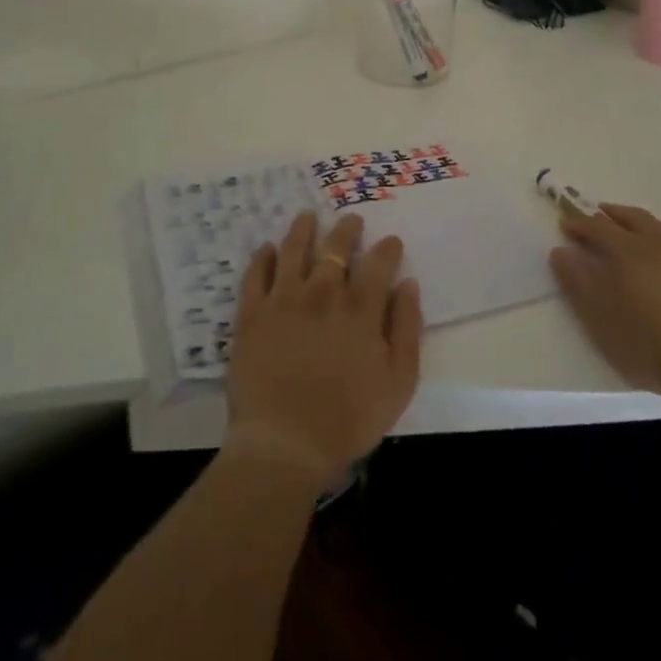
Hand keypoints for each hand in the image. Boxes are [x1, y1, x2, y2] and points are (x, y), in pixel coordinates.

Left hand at [225, 211, 422, 483]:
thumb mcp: (398, 382)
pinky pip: (256, 274)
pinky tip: (267, 248)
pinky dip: (263, 257)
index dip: (387, 249)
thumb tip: (408, 284)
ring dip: (303, 229)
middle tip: (351, 220)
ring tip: (307, 216)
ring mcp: (284, 300)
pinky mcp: (252, 314)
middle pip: (335, 248)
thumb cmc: (348, 420)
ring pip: (293, 250)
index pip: (378, 264)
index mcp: (360, 309)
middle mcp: (323, 293)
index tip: (391, 241)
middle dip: (347, 230)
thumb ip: (406, 328)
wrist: (284, 444)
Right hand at [550, 201, 660, 408]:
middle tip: (596, 215)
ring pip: (658, 227)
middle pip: (632, 218)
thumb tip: (561, 251)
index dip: (579, 224)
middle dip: (611, 214)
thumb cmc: (649, 345)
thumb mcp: (601, 318)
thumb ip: (578, 282)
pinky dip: (660, 238)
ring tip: (627, 228)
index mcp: (629, 251)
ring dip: (637, 221)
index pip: (598, 227)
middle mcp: (658, 245)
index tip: (565, 224)